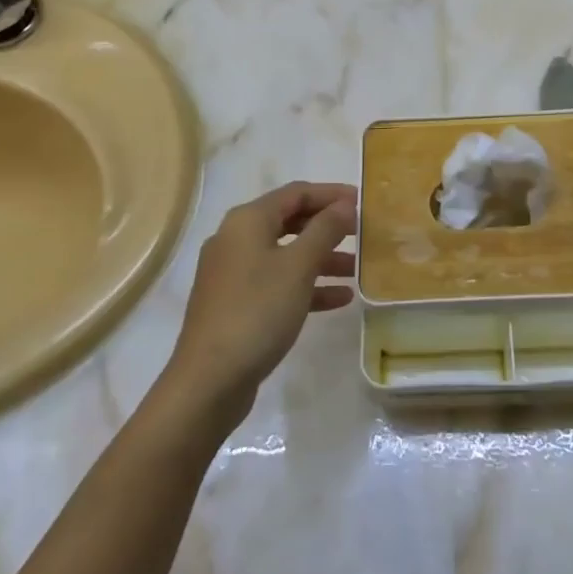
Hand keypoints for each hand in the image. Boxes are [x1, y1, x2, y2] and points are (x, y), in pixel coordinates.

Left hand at [162, 182, 356, 425]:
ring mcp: (233, 274)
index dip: (331, 194)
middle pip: (290, 221)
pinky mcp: (235, 304)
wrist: (209, 380)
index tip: (362, 202)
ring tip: (356, 269)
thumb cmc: (258, 311)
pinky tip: (339, 299)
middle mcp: (236, 239)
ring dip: (321, 258)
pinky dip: (306, 286)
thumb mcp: (299, 266)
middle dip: (326, 227)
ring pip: (285, 255)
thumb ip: (325, 230)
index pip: (296, 193)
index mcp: (247, 221)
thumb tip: (344, 204)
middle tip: (360, 232)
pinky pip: (277, 283)